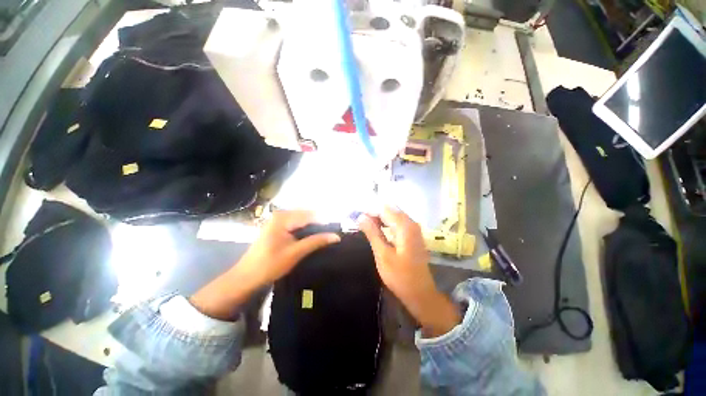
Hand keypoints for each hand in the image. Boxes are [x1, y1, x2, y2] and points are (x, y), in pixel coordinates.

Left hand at [237, 210, 340, 285]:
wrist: (246, 277)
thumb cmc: (270, 265)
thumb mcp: (296, 253)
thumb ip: (316, 241)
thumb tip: (336, 236)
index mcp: (284, 218)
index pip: (310, 215)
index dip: (325, 222)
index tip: (337, 229)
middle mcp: (281, 214)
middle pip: (307, 215)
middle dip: (320, 223)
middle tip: (332, 233)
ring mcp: (278, 220)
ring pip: (302, 219)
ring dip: (314, 226)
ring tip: (326, 235)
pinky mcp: (277, 227)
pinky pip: (296, 223)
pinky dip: (306, 229)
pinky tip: (313, 236)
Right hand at [358, 206, 459, 336]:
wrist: (420, 293)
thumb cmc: (400, 276)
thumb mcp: (382, 254)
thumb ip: (372, 233)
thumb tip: (360, 216)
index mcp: (405, 226)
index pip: (384, 209)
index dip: (369, 211)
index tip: (356, 218)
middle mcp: (411, 223)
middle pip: (389, 209)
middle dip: (374, 213)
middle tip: (360, 222)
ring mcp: (413, 228)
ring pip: (393, 215)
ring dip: (379, 218)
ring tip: (365, 226)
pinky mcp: (412, 234)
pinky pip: (397, 222)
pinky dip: (386, 223)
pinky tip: (377, 230)